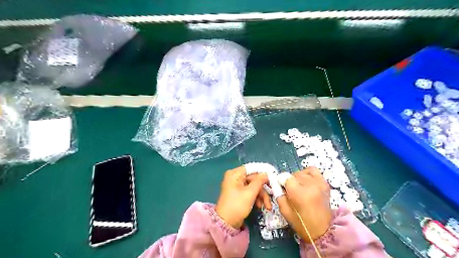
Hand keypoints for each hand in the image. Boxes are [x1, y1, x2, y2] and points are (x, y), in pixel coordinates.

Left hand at [216, 166, 271, 228]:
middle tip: (272, 197)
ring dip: (261, 195)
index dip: (262, 172)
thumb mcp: (250, 193)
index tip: (273, 177)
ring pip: (253, 186)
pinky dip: (256, 198)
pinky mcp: (238, 194)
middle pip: (254, 179)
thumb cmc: (237, 205)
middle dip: (263, 189)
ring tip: (267, 206)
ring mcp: (236, 186)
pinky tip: (260, 206)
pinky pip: (250, 192)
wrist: (226, 223)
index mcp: (235, 174)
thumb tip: (266, 174)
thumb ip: (259, 182)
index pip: (252, 168)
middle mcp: (235, 177)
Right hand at [273, 168, 331, 241]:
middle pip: (294, 174)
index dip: (281, 181)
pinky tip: (306, 182)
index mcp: (299, 194)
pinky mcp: (324, 184)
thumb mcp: (284, 211)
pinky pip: (313, 170)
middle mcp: (310, 186)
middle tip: (290, 191)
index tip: (281, 187)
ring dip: (298, 178)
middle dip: (289, 181)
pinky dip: (308, 173)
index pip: (285, 177)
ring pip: (302, 172)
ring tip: (299, 187)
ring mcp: (319, 184)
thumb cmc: (301, 223)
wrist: (322, 231)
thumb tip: (276, 183)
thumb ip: (278, 194)